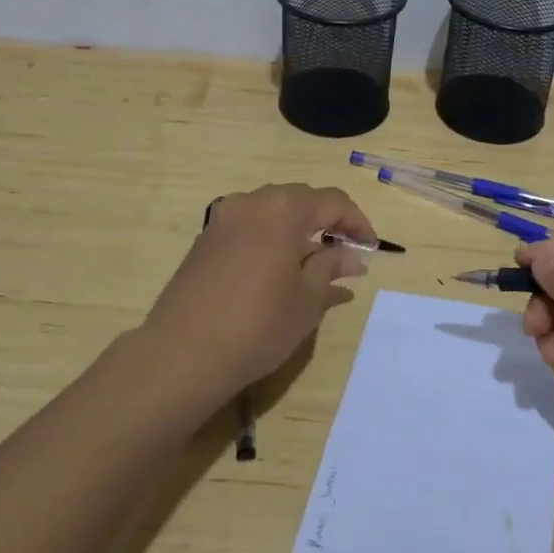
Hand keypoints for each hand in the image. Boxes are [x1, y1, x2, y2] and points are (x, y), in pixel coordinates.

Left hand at [144, 183, 374, 395]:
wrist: (182, 353)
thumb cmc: (258, 325)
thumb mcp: (307, 300)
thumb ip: (330, 268)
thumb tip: (350, 257)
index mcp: (283, 209)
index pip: (332, 202)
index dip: (356, 222)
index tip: (370, 248)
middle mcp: (252, 202)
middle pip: (300, 199)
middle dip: (327, 221)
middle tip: (345, 252)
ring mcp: (223, 218)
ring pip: (271, 210)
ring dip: (297, 228)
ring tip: (311, 261)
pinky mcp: (204, 239)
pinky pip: (248, 226)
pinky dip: (270, 237)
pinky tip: (276, 268)